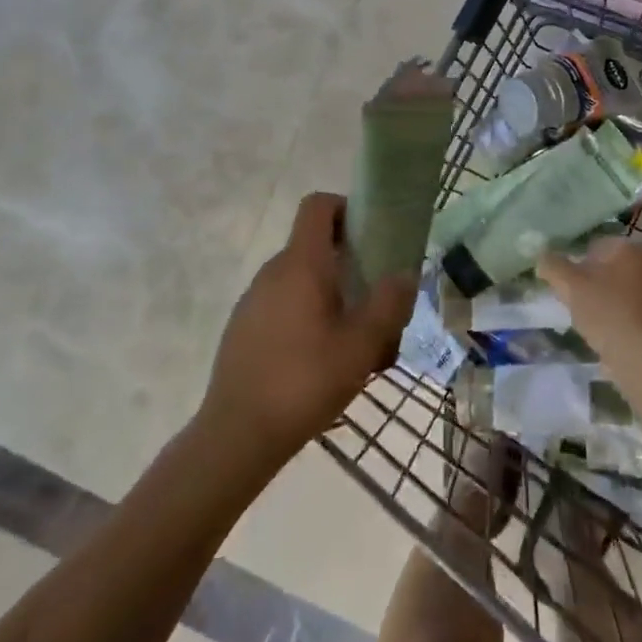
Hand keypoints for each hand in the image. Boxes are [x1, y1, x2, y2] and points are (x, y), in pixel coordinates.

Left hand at [200, 192, 416, 462]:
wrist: (237, 436)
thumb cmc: (305, 381)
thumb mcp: (362, 344)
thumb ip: (389, 303)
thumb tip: (405, 273)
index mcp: (301, 264)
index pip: (318, 206)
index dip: (346, 208)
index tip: (372, 236)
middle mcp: (272, 272)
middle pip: (316, 246)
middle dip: (351, 266)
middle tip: (377, 304)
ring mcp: (253, 301)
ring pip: (302, 282)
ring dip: (333, 298)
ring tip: (357, 344)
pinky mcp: (244, 329)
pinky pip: (284, 307)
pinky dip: (309, 319)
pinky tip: (323, 363)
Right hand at [537, 237, 641, 353]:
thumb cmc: (607, 311)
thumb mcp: (570, 284)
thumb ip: (552, 266)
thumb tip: (542, 258)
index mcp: (628, 248)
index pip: (592, 246)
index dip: (574, 264)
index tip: (565, 285)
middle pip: (604, 269)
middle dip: (587, 284)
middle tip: (573, 303)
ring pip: (615, 291)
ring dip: (599, 302)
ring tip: (587, 322)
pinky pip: (626, 311)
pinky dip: (614, 319)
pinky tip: (604, 335)